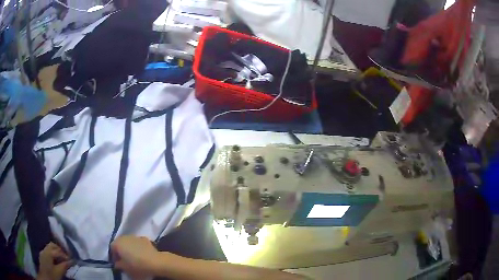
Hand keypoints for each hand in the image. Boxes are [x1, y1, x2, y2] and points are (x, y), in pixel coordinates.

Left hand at [37, 242, 72, 279]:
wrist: (45, 277)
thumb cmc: (52, 275)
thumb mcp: (59, 272)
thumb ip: (64, 266)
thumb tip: (70, 261)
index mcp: (48, 252)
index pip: (58, 251)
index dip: (65, 255)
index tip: (71, 259)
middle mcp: (44, 249)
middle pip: (52, 245)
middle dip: (59, 249)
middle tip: (66, 255)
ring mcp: (42, 252)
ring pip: (49, 247)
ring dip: (55, 250)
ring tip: (61, 257)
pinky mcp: (42, 255)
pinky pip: (47, 250)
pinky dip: (52, 252)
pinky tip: (55, 258)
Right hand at [111, 236, 159, 278]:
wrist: (155, 261)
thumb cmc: (136, 265)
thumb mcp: (125, 268)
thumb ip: (118, 265)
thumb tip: (117, 263)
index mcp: (117, 243)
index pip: (112, 248)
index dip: (114, 255)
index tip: (118, 263)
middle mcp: (124, 237)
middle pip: (120, 243)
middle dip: (121, 251)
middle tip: (125, 260)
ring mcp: (135, 236)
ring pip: (129, 242)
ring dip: (129, 248)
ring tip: (133, 257)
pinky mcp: (144, 239)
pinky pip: (138, 243)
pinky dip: (138, 247)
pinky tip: (142, 254)